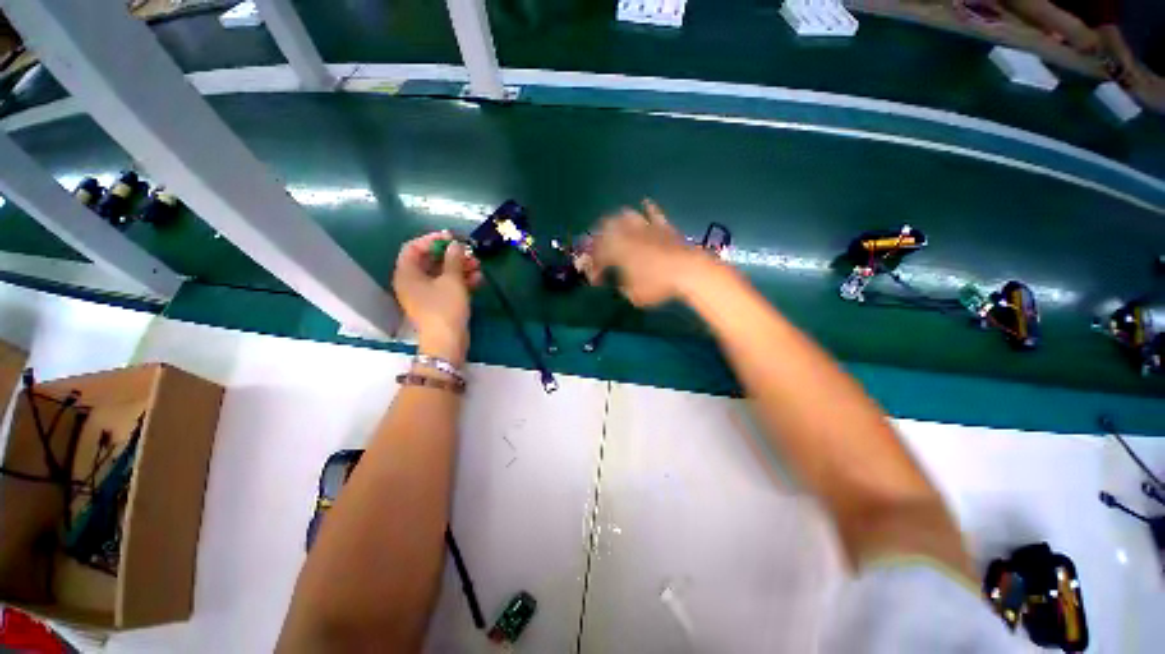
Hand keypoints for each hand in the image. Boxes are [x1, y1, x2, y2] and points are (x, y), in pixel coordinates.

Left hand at [392, 231, 481, 362]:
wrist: (447, 342)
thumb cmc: (445, 308)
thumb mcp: (451, 280)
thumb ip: (453, 259)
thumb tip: (455, 245)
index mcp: (407, 273)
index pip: (413, 247)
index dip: (432, 239)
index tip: (452, 237)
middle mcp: (412, 282)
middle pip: (430, 260)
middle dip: (451, 255)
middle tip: (469, 253)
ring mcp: (425, 294)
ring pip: (441, 274)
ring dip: (460, 268)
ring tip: (478, 266)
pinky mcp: (438, 303)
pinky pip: (447, 286)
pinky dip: (461, 281)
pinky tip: (478, 279)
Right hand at [588, 199, 714, 306]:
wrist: (687, 270)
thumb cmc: (658, 285)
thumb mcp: (634, 295)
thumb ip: (622, 288)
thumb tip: (620, 284)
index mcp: (616, 251)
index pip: (598, 256)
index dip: (594, 268)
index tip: (596, 280)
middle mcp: (627, 235)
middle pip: (605, 230)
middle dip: (598, 240)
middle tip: (599, 250)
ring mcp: (645, 227)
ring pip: (624, 216)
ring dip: (616, 221)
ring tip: (615, 228)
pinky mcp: (662, 226)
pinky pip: (653, 212)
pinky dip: (647, 208)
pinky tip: (644, 204)